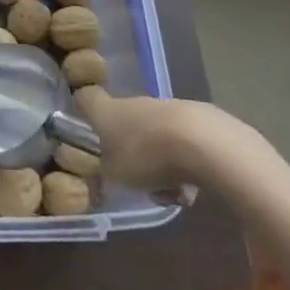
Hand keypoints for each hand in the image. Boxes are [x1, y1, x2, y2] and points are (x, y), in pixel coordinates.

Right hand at [77, 88, 275, 195]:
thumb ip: (105, 171)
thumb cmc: (147, 156)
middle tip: (138, 179)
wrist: (205, 144)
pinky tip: (195, 186)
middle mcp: (135, 103)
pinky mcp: (199, 117)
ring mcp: (168, 107)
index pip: (86, 98)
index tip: (88, 131)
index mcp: (107, 110)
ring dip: (160, 161)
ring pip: (155, 135)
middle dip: (131, 151)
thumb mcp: (114, 175)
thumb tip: (104, 169)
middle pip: (125, 122)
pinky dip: (185, 162)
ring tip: (172, 191)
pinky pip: (183, 142)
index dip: (84, 111)